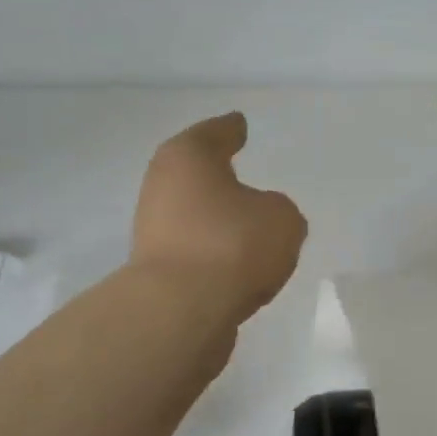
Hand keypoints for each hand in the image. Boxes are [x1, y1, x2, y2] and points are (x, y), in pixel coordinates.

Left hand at [131, 112, 307, 323]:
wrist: (181, 311)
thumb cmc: (232, 244)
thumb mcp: (282, 219)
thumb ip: (278, 212)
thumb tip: (261, 220)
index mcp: (187, 158)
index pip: (215, 134)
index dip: (231, 130)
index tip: (240, 124)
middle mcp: (162, 188)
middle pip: (196, 177)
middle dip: (219, 180)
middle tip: (244, 178)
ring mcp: (154, 232)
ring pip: (195, 219)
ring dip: (218, 224)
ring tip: (250, 232)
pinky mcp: (157, 273)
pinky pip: (197, 255)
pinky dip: (215, 257)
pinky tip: (238, 269)